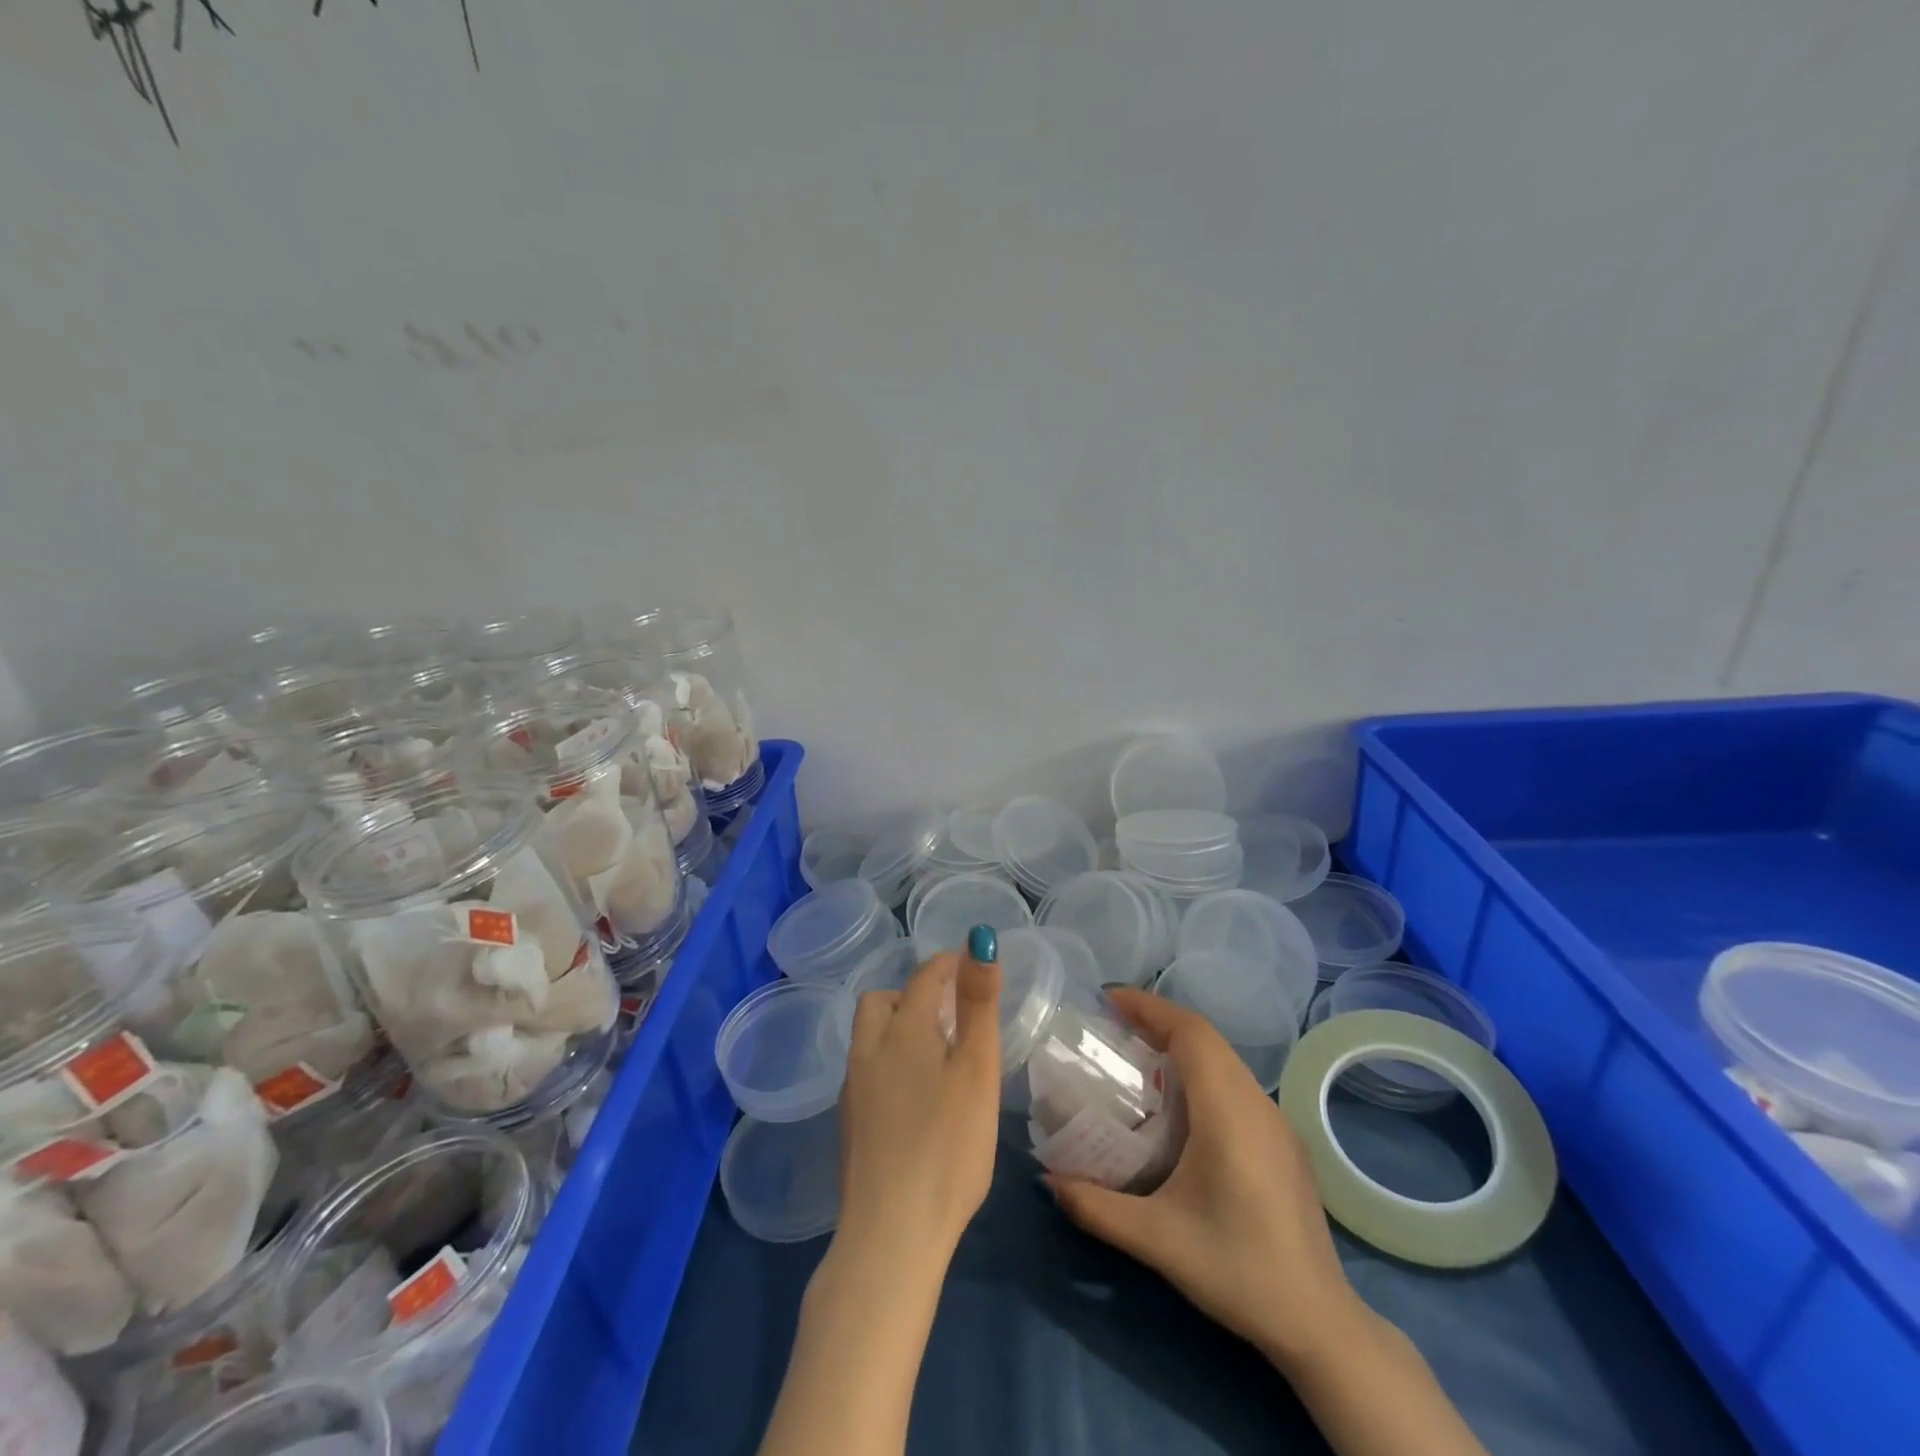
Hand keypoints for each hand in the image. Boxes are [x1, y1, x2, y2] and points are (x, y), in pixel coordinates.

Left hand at [834, 943, 1002, 1282]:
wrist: (891, 1233)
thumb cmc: (947, 1146)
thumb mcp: (976, 1068)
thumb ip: (977, 1003)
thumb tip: (978, 940)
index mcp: (901, 1029)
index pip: (923, 977)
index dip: (947, 964)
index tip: (968, 965)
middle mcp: (868, 1049)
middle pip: (881, 1001)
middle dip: (912, 995)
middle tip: (947, 1014)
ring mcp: (852, 1088)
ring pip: (868, 1036)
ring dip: (896, 1028)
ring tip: (932, 1052)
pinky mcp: (849, 1124)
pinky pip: (866, 1069)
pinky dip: (887, 1062)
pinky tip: (910, 1095)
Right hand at [1045, 988, 1363, 1368]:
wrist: (1321, 1325)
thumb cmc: (1237, 1269)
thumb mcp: (1157, 1239)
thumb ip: (1096, 1207)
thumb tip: (1046, 1181)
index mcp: (1229, 1112)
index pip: (1191, 1033)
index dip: (1150, 1007)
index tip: (1109, 999)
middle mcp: (1256, 1104)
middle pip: (1207, 1039)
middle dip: (1159, 1022)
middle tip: (1113, 1028)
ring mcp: (1277, 1123)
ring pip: (1224, 1061)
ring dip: (1182, 1048)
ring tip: (1138, 1059)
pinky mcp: (1285, 1144)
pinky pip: (1236, 1085)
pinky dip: (1202, 1073)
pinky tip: (1180, 1109)